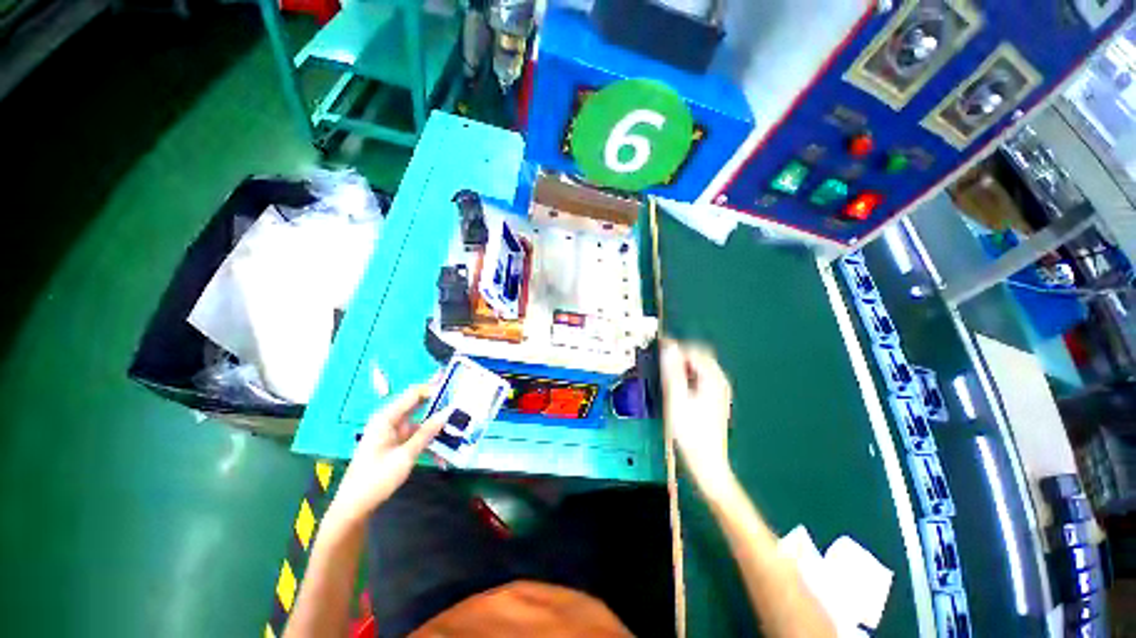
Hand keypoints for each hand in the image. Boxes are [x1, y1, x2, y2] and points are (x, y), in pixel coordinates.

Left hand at [326, 381, 447, 524]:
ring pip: (421, 424)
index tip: (454, 389)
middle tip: (462, 406)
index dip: (434, 388)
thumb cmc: (376, 478)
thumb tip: (447, 413)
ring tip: (458, 431)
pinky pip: (417, 438)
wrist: (355, 506)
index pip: (414, 393)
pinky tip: (443, 456)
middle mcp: (390, 421)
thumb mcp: (405, 455)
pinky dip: (429, 443)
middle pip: (419, 407)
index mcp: (387, 417)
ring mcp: (393, 433)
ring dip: (437, 430)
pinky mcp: (396, 445)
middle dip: (439, 407)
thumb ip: (427, 432)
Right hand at [661, 338, 734, 492]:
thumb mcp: (676, 398)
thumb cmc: (691, 432)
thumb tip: (669, 347)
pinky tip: (677, 389)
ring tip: (666, 377)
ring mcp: (718, 391)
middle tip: (661, 363)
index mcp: (713, 379)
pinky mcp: (714, 400)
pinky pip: (700, 379)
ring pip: (699, 368)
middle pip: (699, 357)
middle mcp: (719, 382)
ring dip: (683, 367)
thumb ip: (672, 370)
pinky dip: (687, 377)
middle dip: (680, 356)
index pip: (694, 351)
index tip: (659, 350)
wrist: (706, 462)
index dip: (676, 348)